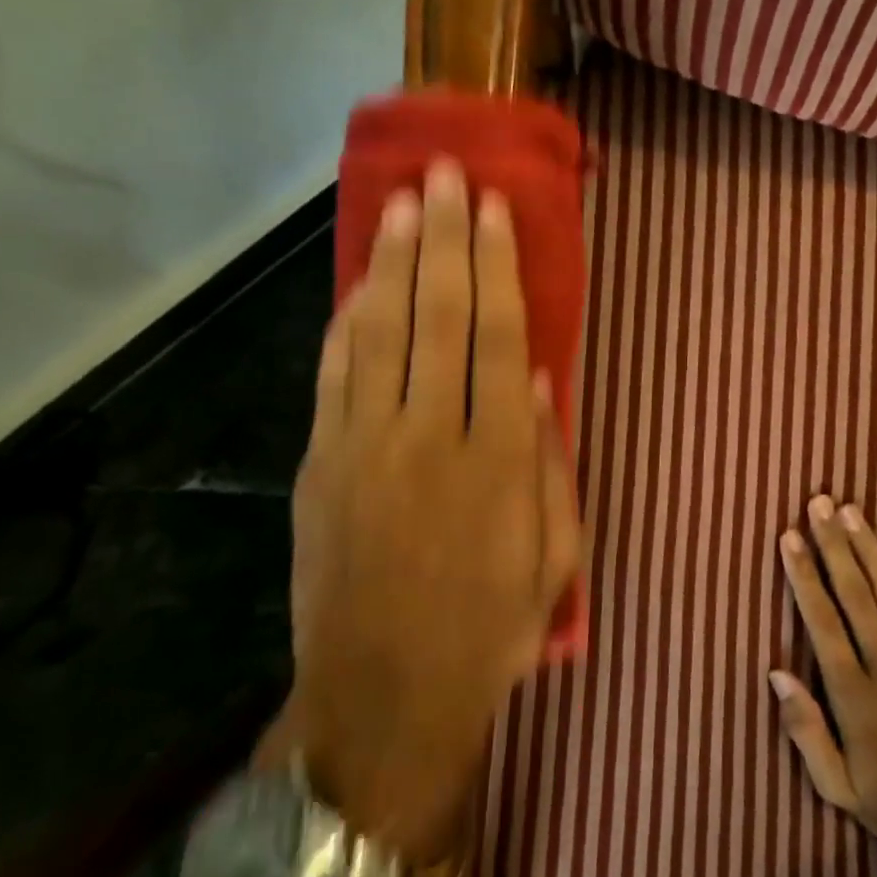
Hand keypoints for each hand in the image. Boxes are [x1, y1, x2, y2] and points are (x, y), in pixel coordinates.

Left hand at [284, 161, 582, 863]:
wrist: (382, 702)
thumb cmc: (488, 632)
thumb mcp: (554, 559)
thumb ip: (551, 465)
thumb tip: (543, 383)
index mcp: (498, 460)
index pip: (501, 338)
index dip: (498, 267)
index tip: (495, 210)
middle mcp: (431, 435)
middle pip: (441, 316)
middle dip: (446, 238)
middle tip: (446, 174)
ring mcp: (366, 445)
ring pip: (383, 330)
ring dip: (396, 261)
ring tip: (406, 202)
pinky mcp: (321, 463)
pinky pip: (336, 373)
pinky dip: (350, 319)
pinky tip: (363, 279)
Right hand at [771, 494, 876, 858]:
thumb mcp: (836, 785)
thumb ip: (804, 729)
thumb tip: (776, 672)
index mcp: (852, 692)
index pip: (821, 620)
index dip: (804, 575)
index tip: (789, 537)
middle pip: (854, 593)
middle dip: (832, 544)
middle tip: (818, 503)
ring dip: (867, 547)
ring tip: (849, 510)